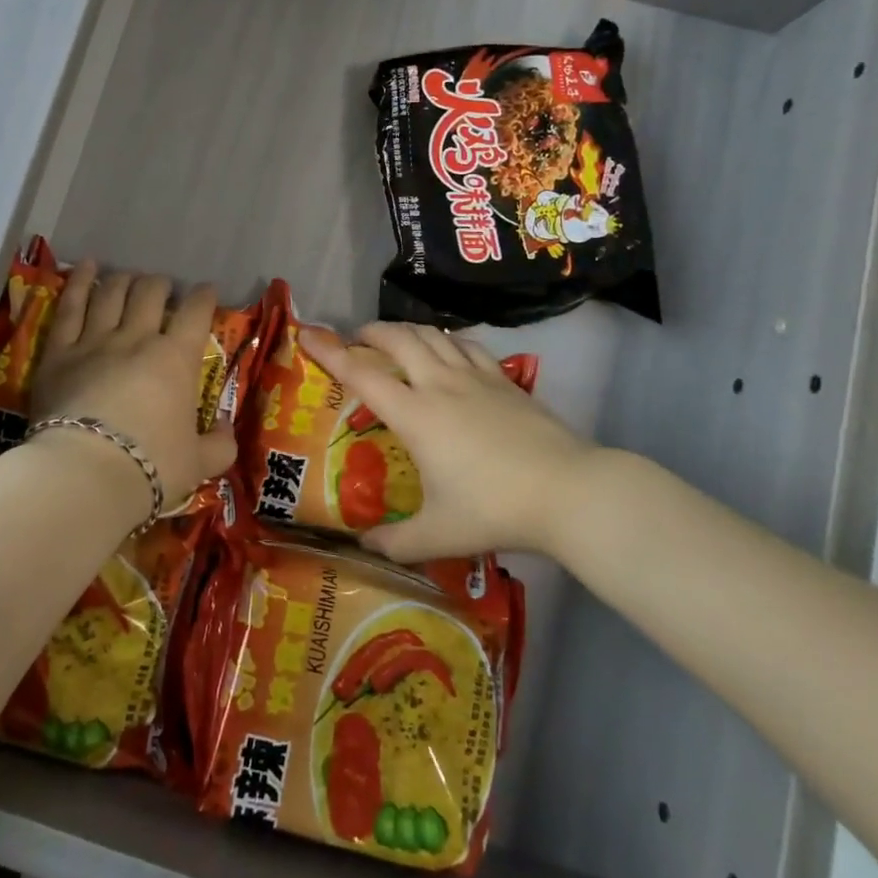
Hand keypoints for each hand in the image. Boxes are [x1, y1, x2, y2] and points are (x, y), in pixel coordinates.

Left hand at [28, 261, 236, 509]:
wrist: (86, 475)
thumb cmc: (150, 467)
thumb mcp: (199, 464)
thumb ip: (219, 445)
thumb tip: (227, 430)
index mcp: (176, 358)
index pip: (196, 313)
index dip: (204, 297)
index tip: (207, 292)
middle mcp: (137, 338)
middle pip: (151, 293)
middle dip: (161, 285)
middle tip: (164, 289)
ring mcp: (95, 340)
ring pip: (112, 293)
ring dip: (124, 280)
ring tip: (128, 277)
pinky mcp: (60, 351)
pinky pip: (70, 307)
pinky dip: (79, 282)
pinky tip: (85, 266)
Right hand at [301, 322, 608, 562]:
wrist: (569, 491)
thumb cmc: (495, 510)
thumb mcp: (439, 535)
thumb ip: (395, 543)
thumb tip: (363, 547)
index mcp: (416, 415)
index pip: (363, 375)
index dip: (330, 352)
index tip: (308, 334)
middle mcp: (440, 384)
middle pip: (398, 340)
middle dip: (370, 332)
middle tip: (356, 339)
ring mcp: (475, 377)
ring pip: (433, 335)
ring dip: (406, 330)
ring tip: (395, 338)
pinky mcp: (504, 380)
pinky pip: (467, 345)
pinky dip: (446, 338)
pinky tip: (447, 349)